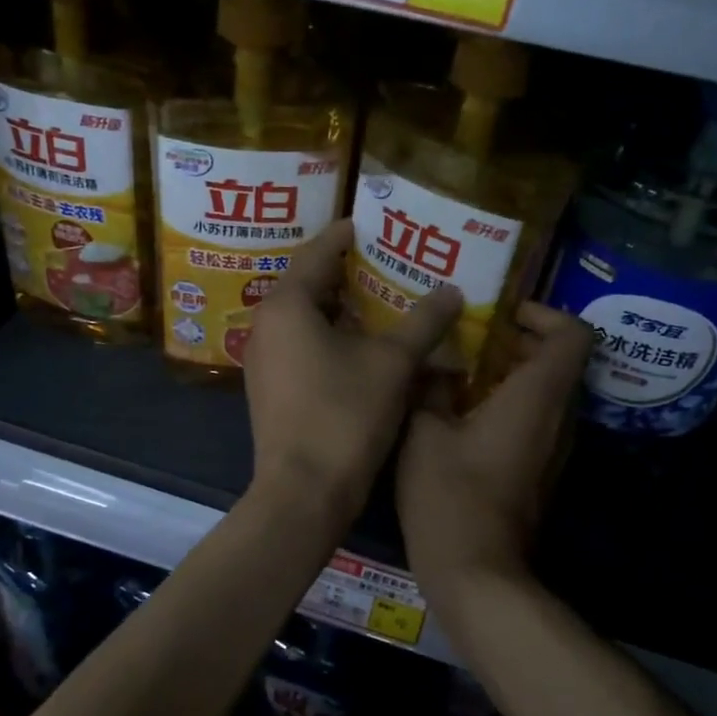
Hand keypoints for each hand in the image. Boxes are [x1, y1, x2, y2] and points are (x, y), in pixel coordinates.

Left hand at [244, 220, 461, 520]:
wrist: (304, 492)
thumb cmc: (345, 416)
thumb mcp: (393, 363)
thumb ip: (423, 321)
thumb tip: (452, 290)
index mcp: (287, 305)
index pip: (317, 252)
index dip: (347, 235)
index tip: (375, 223)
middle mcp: (266, 326)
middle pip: (309, 284)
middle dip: (349, 272)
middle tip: (389, 261)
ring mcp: (264, 361)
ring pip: (306, 319)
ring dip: (342, 308)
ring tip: (383, 299)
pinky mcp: (271, 390)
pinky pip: (302, 347)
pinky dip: (331, 338)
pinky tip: (364, 346)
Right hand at [396, 302, 592, 598]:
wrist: (474, 569)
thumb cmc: (449, 494)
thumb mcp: (425, 431)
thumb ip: (432, 387)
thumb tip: (437, 362)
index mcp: (537, 397)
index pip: (573, 335)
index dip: (545, 314)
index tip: (503, 315)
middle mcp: (558, 418)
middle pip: (560, 361)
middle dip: (519, 342)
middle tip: (470, 338)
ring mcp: (553, 449)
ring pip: (547, 393)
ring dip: (512, 374)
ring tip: (462, 372)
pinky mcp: (540, 472)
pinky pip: (536, 421)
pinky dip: (510, 404)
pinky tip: (463, 413)